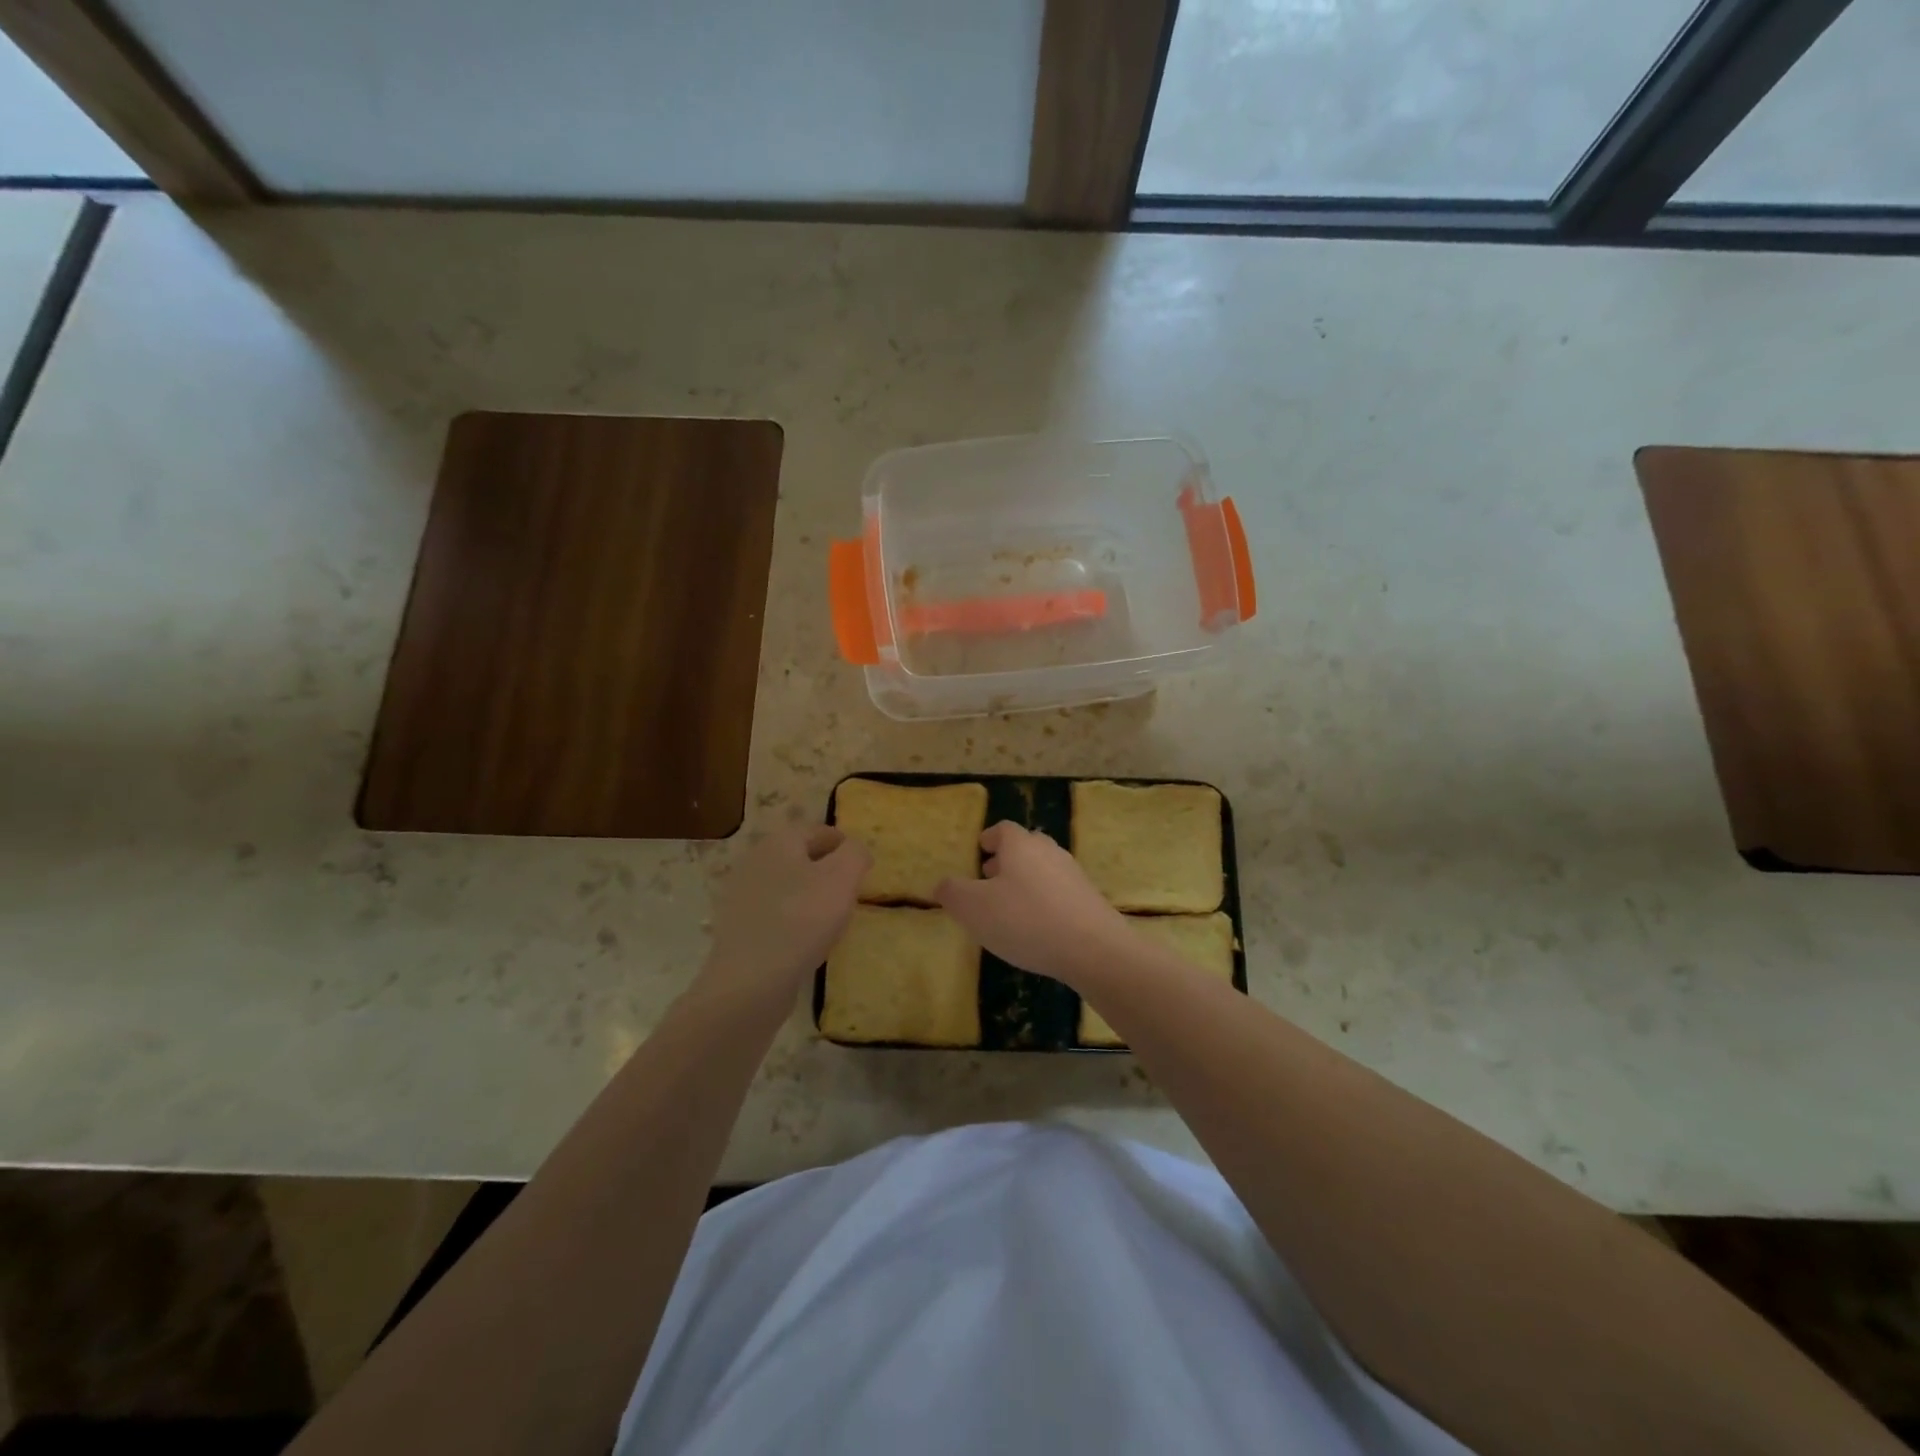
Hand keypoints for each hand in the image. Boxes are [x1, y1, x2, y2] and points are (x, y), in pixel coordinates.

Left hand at [702, 825, 869, 1004]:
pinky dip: (794, 920)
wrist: (751, 980)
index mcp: (779, 842)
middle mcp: (755, 862)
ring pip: (787, 886)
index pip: (818, 830)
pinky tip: (808, 940)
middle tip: (851, 890)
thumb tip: (856, 850)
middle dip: (827, 869)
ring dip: (811, 895)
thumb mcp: (842, 877)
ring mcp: (743, 897)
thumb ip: (855, 854)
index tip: (863, 865)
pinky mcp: (740, 928)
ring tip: (833, 918)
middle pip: (800, 857)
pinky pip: (776, 914)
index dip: (844, 843)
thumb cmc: (802, 919)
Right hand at [936, 821, 1131, 987]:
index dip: (989, 838)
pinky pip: (1060, 891)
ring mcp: (1073, 874)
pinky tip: (1037, 926)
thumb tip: (942, 884)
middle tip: (990, 877)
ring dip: (1026, 880)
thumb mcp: (974, 909)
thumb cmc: (1025, 921)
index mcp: (1020, 845)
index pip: (1003, 829)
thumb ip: (953, 893)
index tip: (980, 849)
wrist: (1093, 949)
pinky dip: (1045, 900)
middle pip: (1026, 846)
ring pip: (1044, 868)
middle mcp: (1049, 851)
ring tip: (1011, 905)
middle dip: (1007, 859)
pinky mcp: (1089, 899)